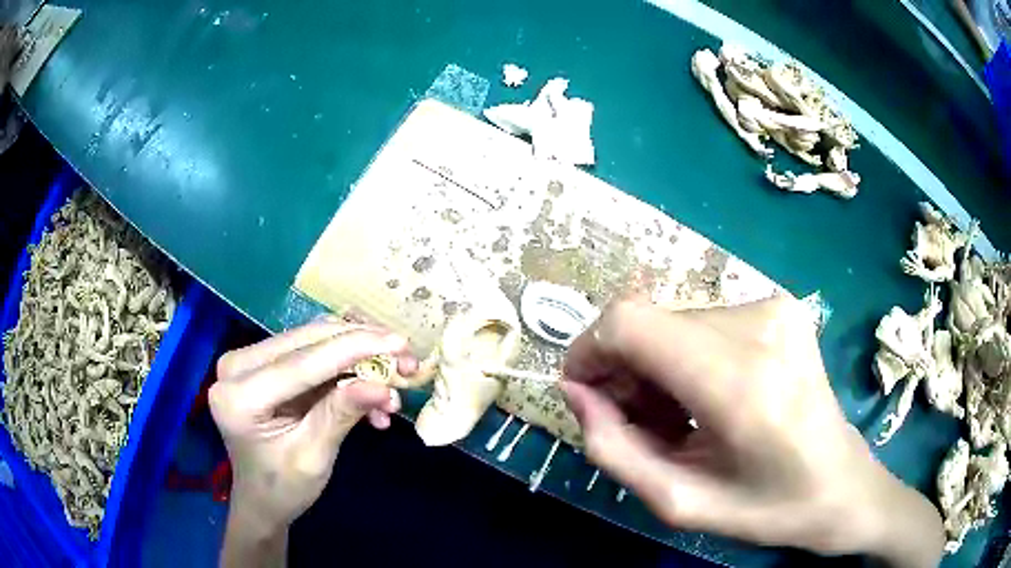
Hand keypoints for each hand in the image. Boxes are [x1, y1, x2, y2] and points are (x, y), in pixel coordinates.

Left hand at [209, 319, 415, 566]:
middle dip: (361, 347)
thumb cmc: (283, 487)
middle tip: (406, 359)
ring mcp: (248, 361)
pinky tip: (369, 393)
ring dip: (357, 355)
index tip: (401, 342)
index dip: (354, 349)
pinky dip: (344, 367)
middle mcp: (237, 366)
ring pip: (312, 341)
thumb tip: (384, 385)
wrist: (260, 498)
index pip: (302, 363)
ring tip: (394, 377)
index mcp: (239, 396)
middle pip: (307, 341)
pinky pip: (310, 353)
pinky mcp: (263, 363)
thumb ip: (341, 415)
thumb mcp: (314, 457)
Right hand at [561, 297, 943, 566]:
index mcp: (739, 383)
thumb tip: (576, 392)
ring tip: (676, 419)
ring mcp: (772, 308)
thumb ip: (614, 449)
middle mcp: (757, 325)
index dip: (590, 351)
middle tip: (636, 424)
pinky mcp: (778, 307)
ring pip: (672, 321)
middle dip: (623, 370)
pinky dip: (685, 358)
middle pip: (649, 321)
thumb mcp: (680, 503)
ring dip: (655, 368)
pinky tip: (704, 399)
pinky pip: (702, 322)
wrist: (843, 485)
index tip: (583, 394)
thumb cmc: (768, 508)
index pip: (630, 323)